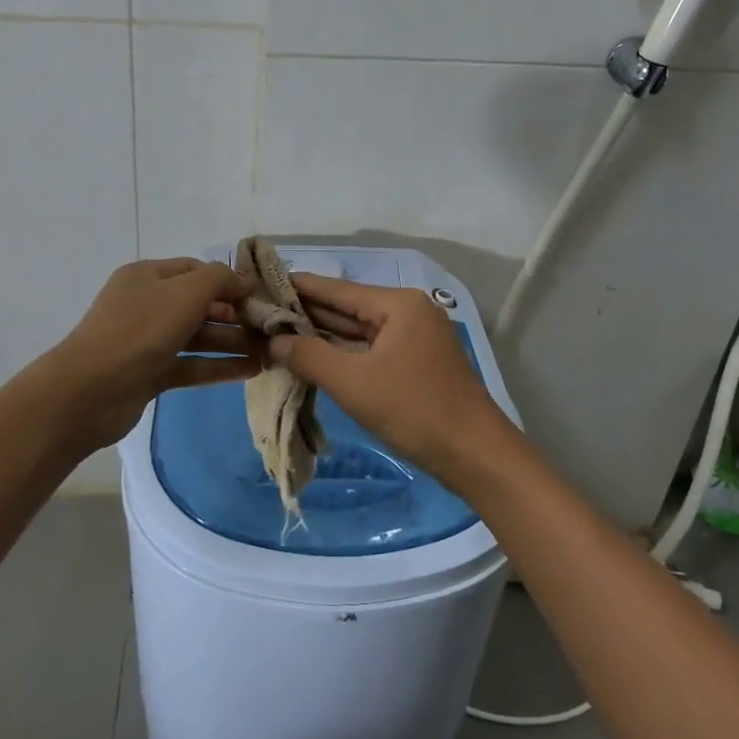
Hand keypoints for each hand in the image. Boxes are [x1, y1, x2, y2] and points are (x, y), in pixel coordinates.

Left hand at [48, 258, 263, 452]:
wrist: (90, 391)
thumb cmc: (141, 329)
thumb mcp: (186, 292)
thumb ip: (221, 279)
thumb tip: (247, 280)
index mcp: (148, 276)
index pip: (196, 270)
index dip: (228, 280)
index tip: (260, 295)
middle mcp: (147, 304)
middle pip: (199, 305)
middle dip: (235, 315)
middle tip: (271, 328)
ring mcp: (147, 341)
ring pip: (198, 337)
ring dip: (232, 343)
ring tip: (270, 353)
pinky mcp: (150, 374)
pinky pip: (191, 365)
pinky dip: (218, 366)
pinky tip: (251, 371)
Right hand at [266, 274, 514, 483]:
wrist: (476, 455)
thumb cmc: (415, 410)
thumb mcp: (354, 383)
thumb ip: (310, 356)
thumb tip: (274, 341)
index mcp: (398, 304)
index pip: (337, 290)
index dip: (298, 287)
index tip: (262, 284)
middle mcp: (407, 312)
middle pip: (347, 308)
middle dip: (306, 314)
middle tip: (261, 314)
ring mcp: (414, 339)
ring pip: (358, 332)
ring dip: (322, 336)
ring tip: (277, 334)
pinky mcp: (415, 364)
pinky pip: (370, 351)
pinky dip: (343, 355)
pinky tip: (313, 358)